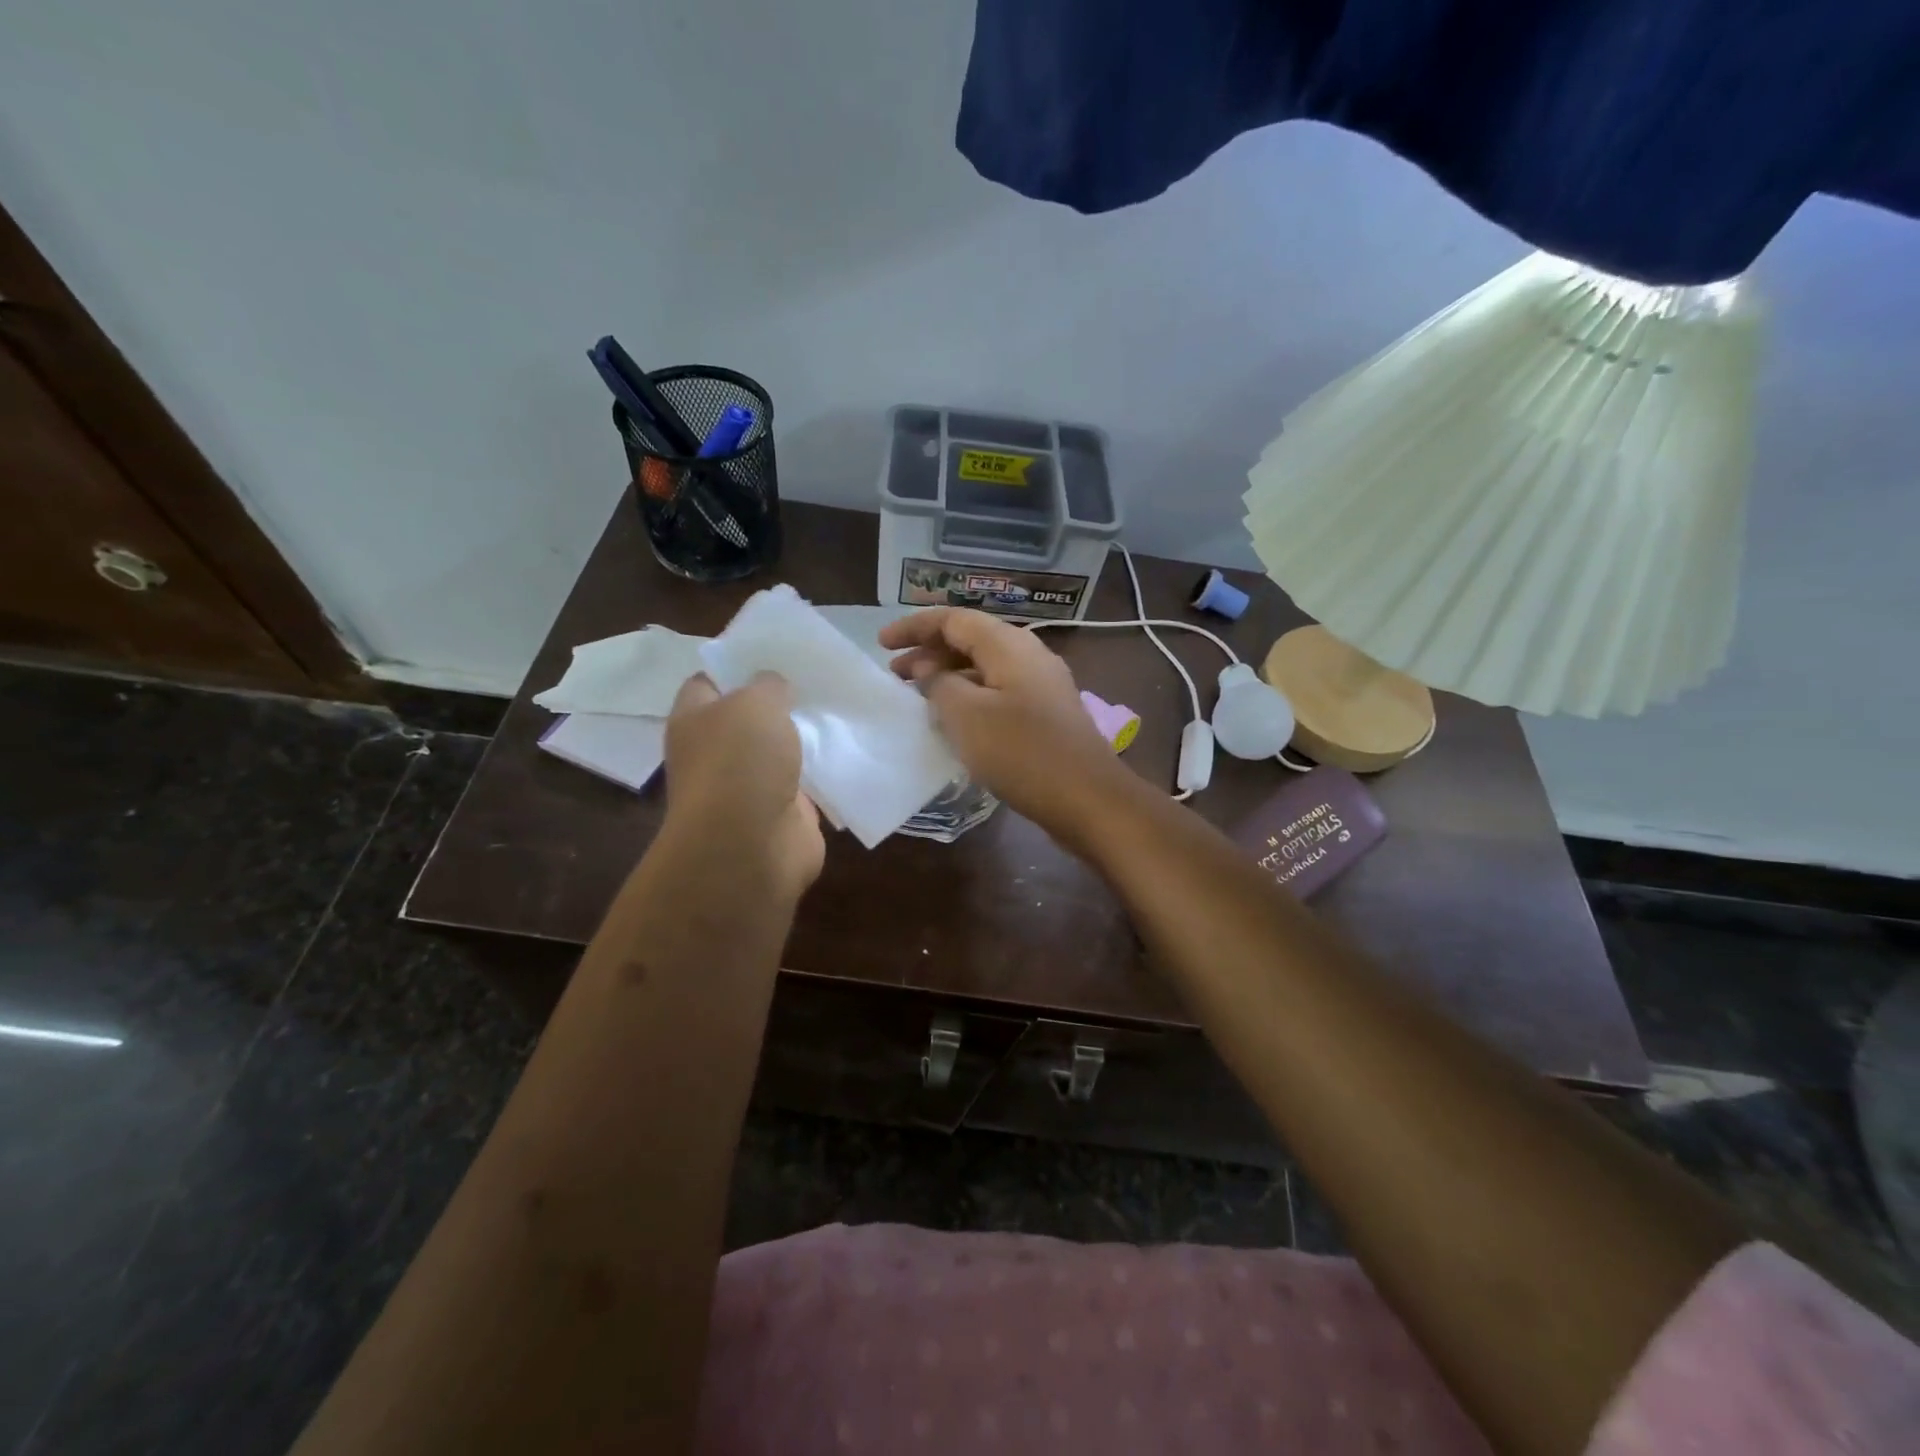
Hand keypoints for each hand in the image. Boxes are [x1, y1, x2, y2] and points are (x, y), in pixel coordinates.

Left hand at [662, 672, 824, 901]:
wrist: (751, 846)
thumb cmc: (741, 762)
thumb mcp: (756, 703)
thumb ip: (768, 685)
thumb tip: (774, 686)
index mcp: (694, 720)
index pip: (708, 681)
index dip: (736, 665)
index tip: (773, 653)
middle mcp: (716, 751)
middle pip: (747, 717)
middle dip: (778, 701)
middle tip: (815, 677)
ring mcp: (748, 785)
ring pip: (779, 750)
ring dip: (803, 736)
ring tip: (839, 706)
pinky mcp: (782, 811)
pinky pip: (805, 782)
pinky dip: (822, 770)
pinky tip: (848, 748)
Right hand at [880, 608, 1125, 835]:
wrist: (1087, 798)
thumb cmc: (1022, 752)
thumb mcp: (966, 716)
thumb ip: (940, 684)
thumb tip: (931, 671)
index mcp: (1009, 645)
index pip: (954, 619)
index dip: (914, 626)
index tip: (882, 643)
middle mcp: (1028, 655)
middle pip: (971, 640)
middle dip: (929, 652)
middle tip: (894, 674)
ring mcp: (1041, 685)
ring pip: (985, 668)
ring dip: (948, 676)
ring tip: (917, 696)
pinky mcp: (1045, 713)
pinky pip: (998, 691)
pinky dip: (969, 696)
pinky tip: (953, 720)